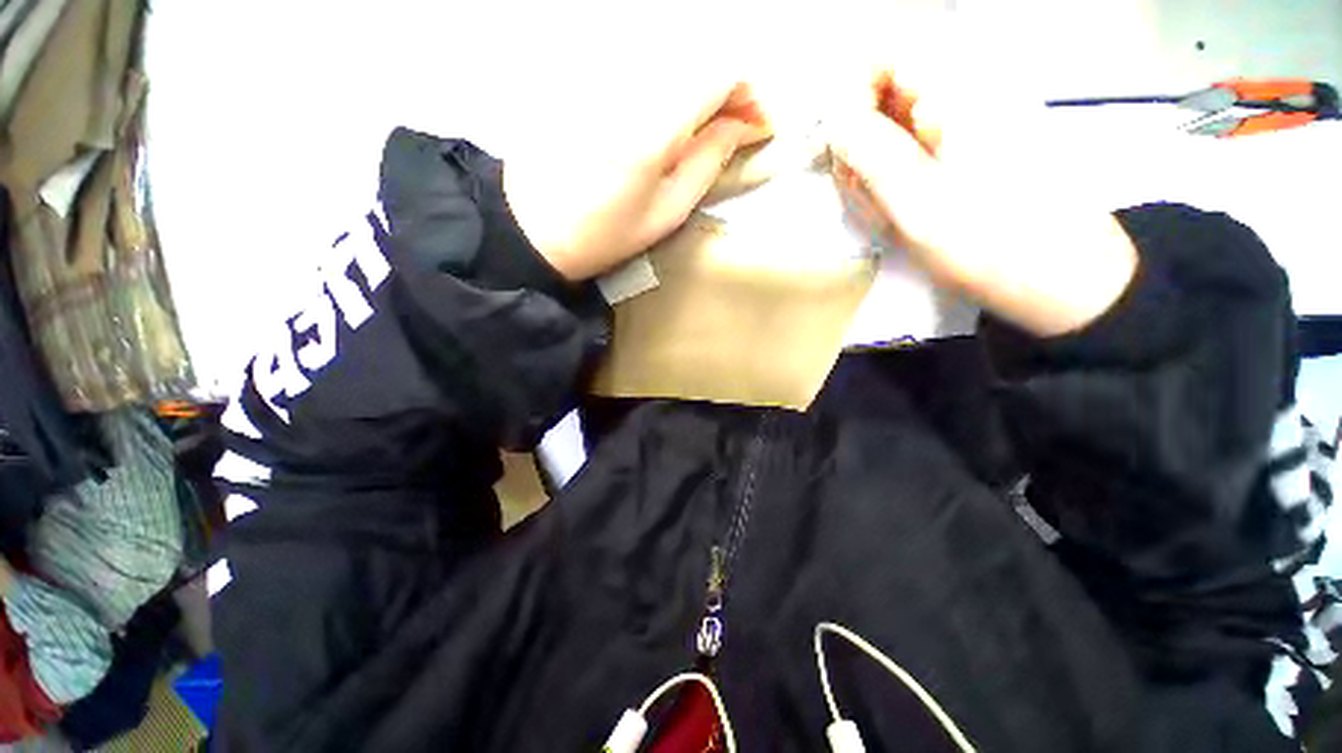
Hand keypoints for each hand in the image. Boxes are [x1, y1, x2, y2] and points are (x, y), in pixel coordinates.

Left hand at [503, 77, 770, 281]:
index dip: (750, 93)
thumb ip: (708, 162)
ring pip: (673, 55)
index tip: (756, 126)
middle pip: (700, 53)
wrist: (533, 227)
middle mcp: (630, 81)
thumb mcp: (667, 212)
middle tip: (734, 128)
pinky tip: (669, 115)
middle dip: (729, 88)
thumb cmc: (604, 233)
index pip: (722, 70)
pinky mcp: (586, 75)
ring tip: (705, 126)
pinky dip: (670, 81)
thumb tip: (741, 126)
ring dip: (700, 84)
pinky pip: (642, 62)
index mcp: (654, 123)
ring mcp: (603, 73)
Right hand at [824, 49, 1137, 335]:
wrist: (1063, 280)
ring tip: (887, 213)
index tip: (841, 150)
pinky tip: (902, 213)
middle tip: (864, 194)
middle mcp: (967, 95)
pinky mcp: (971, 152)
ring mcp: (971, 124)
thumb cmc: (991, 244)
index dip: (850, 98)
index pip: (885, 58)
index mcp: (960, 94)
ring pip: (896, 129)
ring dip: (877, 170)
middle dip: (862, 145)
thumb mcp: (918, 204)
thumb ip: (872, 155)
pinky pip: (915, 152)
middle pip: (886, 96)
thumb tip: (833, 120)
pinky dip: (896, 182)